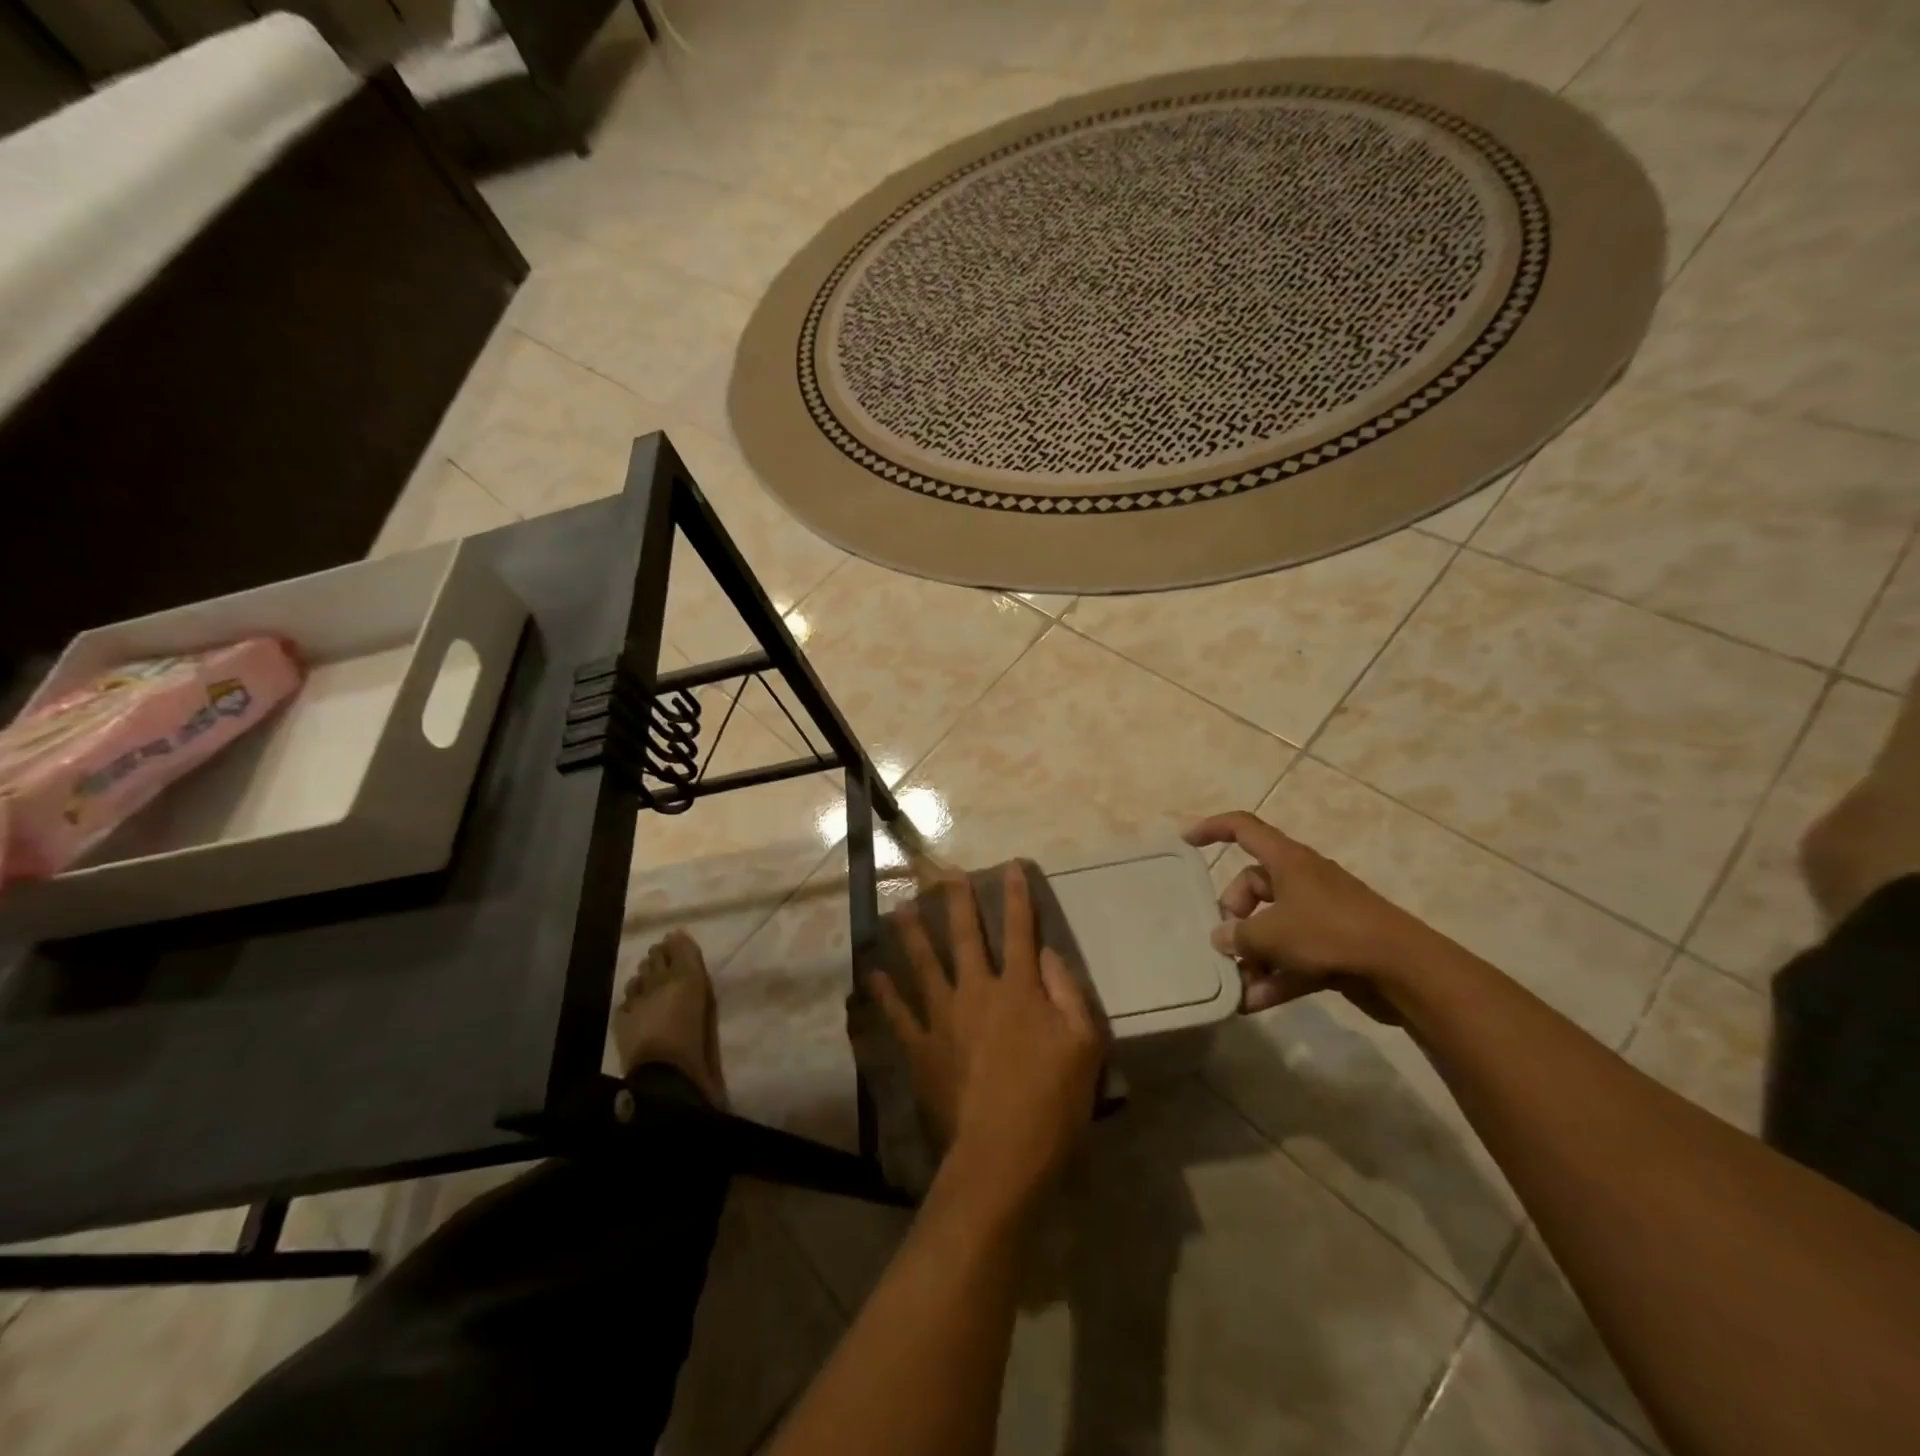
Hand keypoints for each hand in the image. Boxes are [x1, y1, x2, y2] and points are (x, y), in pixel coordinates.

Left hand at [870, 865, 1102, 1214]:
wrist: (1002, 1154)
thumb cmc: (1053, 1101)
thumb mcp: (1084, 1044)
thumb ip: (1068, 992)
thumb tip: (1048, 953)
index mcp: (1019, 989)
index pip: (1020, 931)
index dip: (1016, 896)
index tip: (1009, 866)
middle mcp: (977, 991)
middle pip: (966, 936)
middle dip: (957, 901)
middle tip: (944, 873)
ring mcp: (944, 1018)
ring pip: (925, 964)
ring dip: (913, 934)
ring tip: (901, 907)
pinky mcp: (922, 1048)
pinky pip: (899, 1014)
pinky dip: (886, 993)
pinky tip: (874, 975)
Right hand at [1184, 811, 1440, 1021]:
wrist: (1403, 969)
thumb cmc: (1331, 933)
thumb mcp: (1273, 933)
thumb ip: (1240, 935)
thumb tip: (1222, 938)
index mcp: (1288, 861)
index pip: (1244, 828)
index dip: (1213, 829)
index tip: (1186, 841)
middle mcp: (1303, 881)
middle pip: (1253, 885)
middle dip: (1234, 914)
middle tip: (1225, 942)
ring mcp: (1320, 915)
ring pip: (1273, 926)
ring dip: (1252, 955)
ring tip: (1234, 983)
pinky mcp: (1334, 948)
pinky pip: (1293, 957)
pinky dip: (1274, 977)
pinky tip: (1253, 1004)